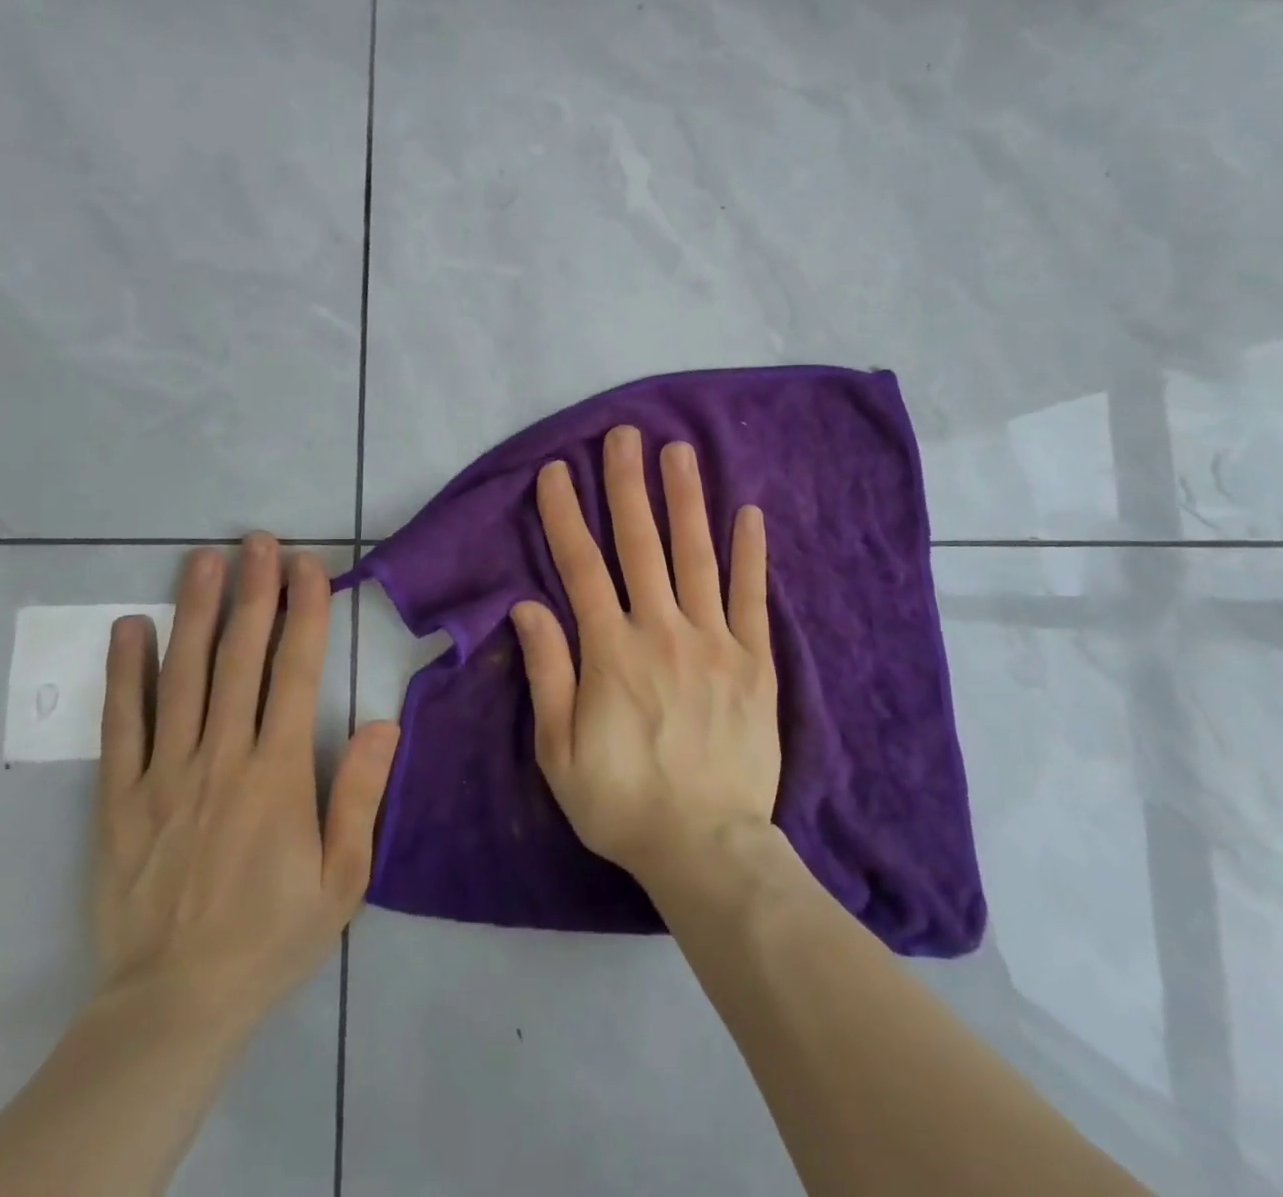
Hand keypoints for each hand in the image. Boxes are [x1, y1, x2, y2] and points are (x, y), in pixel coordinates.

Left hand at [92, 536, 399, 1038]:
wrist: (174, 1004)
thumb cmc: (273, 934)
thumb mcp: (342, 877)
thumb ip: (360, 794)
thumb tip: (383, 720)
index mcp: (278, 773)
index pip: (294, 672)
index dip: (303, 612)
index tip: (307, 566)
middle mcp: (221, 757)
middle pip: (238, 658)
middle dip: (252, 592)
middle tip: (258, 540)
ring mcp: (165, 774)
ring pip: (181, 677)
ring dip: (193, 612)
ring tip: (203, 560)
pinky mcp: (120, 798)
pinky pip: (122, 725)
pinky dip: (123, 674)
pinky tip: (128, 629)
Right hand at [510, 425, 778, 889]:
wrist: (707, 847)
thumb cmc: (622, 801)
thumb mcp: (559, 750)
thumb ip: (547, 671)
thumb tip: (528, 605)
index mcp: (610, 651)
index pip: (580, 566)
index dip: (565, 514)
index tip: (556, 471)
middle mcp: (662, 630)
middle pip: (640, 544)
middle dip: (627, 485)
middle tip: (625, 435)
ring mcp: (714, 641)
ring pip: (696, 555)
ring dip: (685, 499)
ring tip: (681, 451)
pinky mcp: (755, 661)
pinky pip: (751, 597)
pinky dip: (750, 554)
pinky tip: (749, 513)